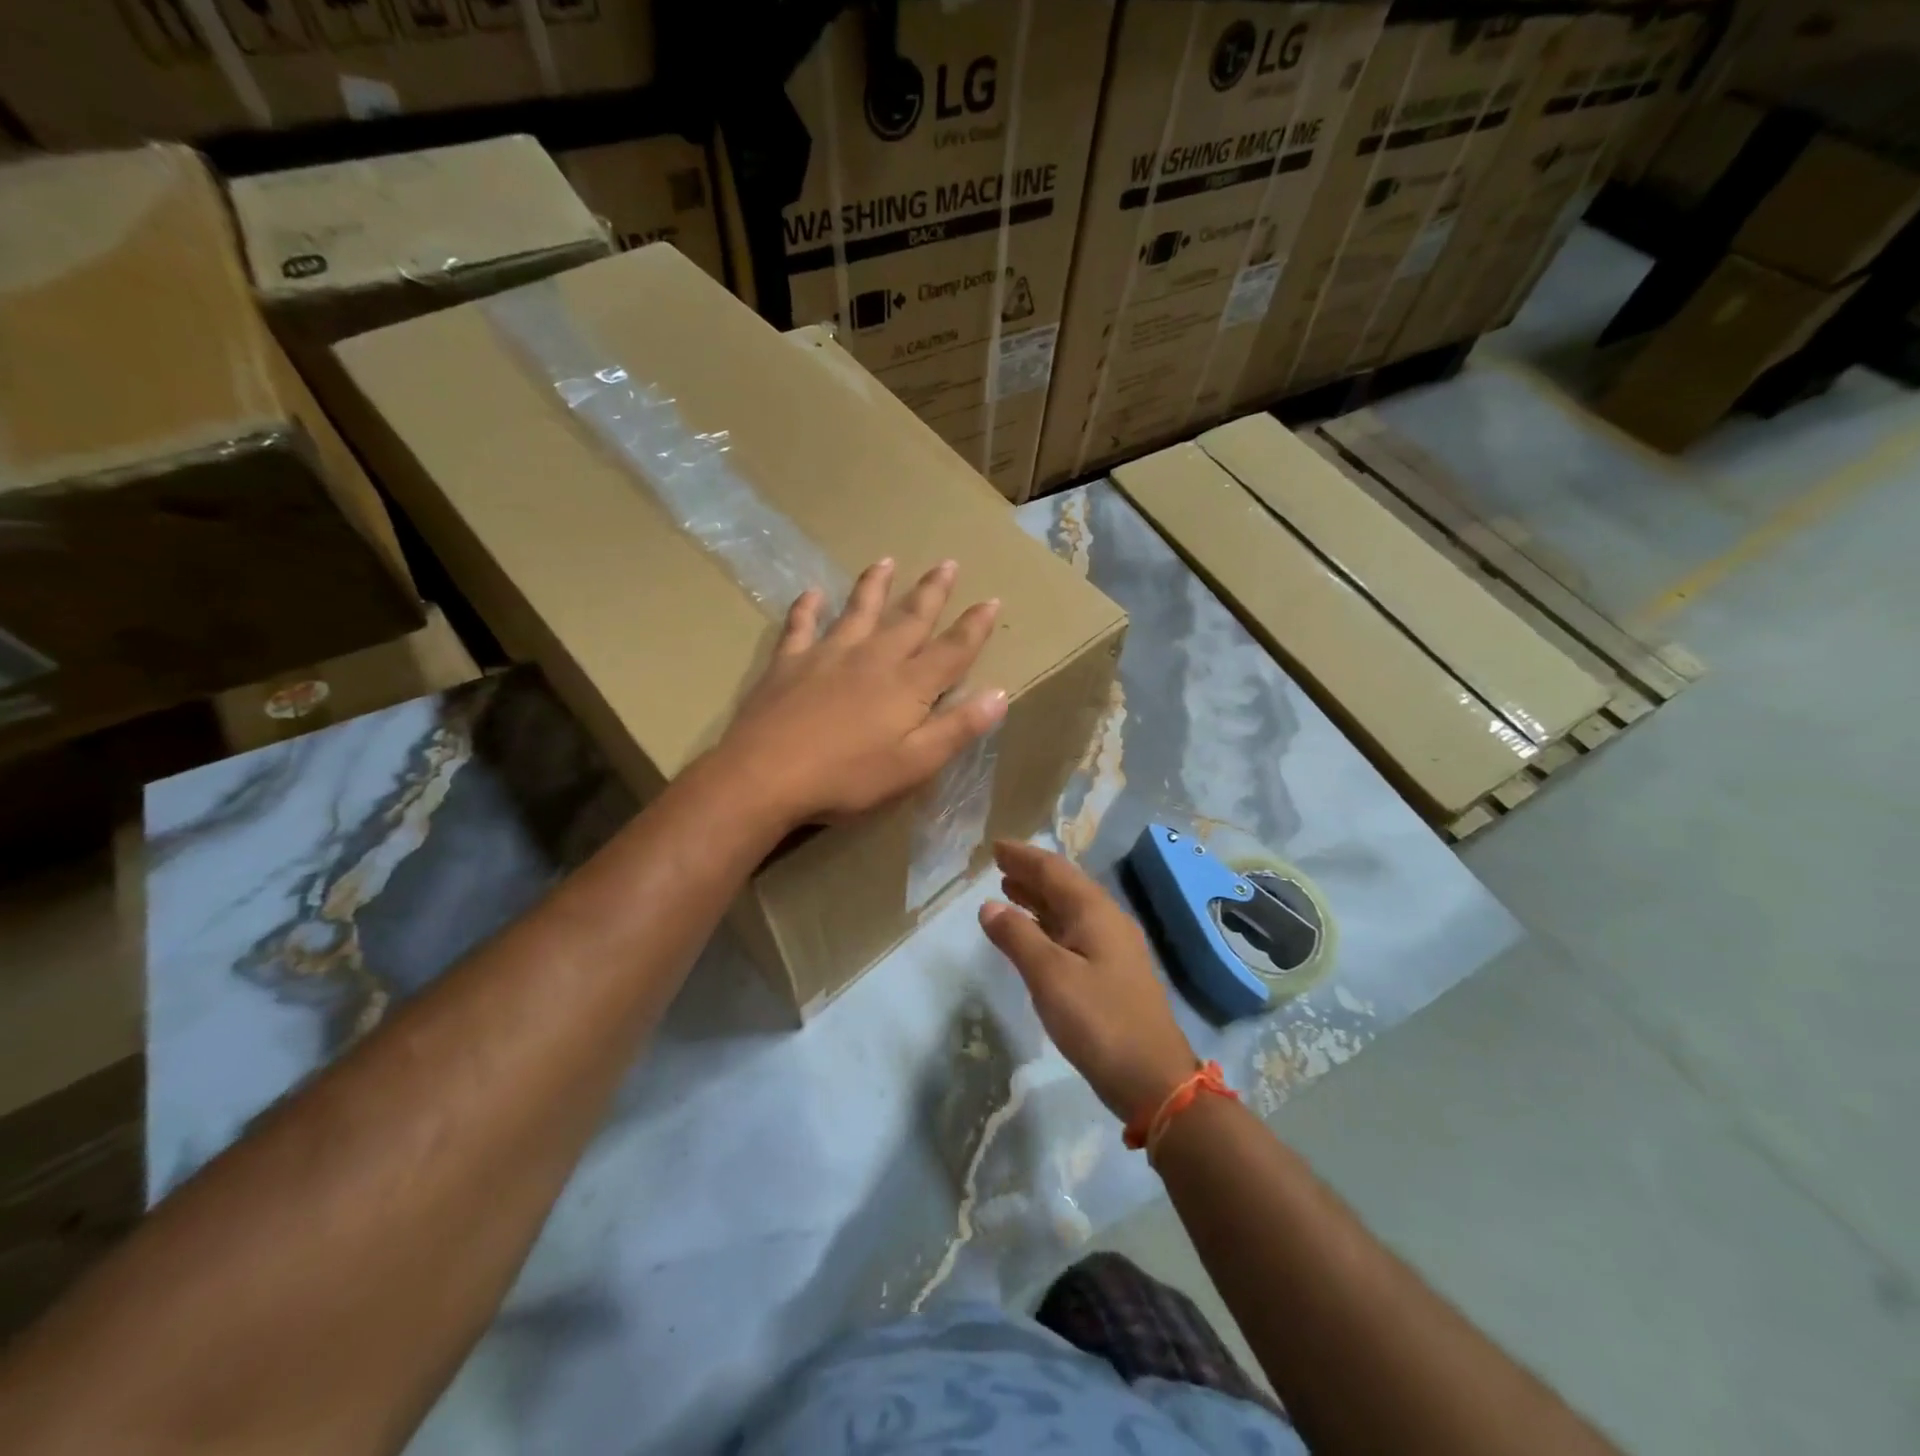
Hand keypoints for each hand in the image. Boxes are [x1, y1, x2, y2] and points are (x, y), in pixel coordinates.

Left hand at [715, 558, 1005, 826]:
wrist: (765, 775)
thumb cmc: (847, 777)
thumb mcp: (914, 764)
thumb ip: (957, 728)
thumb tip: (1000, 693)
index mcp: (908, 685)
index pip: (952, 650)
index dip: (975, 627)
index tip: (992, 600)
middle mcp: (873, 658)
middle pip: (909, 618)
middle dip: (932, 592)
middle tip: (948, 563)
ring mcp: (828, 655)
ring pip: (858, 611)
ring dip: (875, 586)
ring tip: (886, 562)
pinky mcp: (789, 662)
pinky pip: (801, 625)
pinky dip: (808, 607)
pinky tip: (812, 593)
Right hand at [979, 840, 1197, 1120]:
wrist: (1152, 1078)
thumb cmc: (1099, 1021)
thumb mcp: (1050, 976)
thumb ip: (1017, 937)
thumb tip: (989, 905)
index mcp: (1095, 912)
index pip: (1054, 870)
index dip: (1024, 857)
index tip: (996, 846)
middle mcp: (1106, 920)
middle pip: (1064, 886)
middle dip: (1031, 874)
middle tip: (998, 865)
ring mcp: (1112, 947)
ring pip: (1069, 910)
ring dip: (1038, 898)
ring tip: (1008, 890)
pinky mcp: (1111, 972)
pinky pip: (1073, 932)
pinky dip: (1048, 924)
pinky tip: (1033, 934)